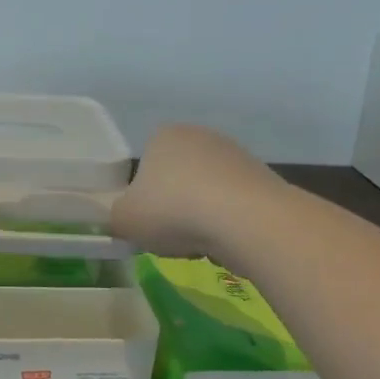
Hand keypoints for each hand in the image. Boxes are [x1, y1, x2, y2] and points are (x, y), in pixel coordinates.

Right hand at [111, 123, 284, 258]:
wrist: (247, 221)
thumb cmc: (173, 211)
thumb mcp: (124, 220)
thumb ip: (115, 217)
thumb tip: (123, 220)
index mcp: (162, 136)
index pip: (144, 166)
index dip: (142, 197)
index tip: (146, 221)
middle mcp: (200, 136)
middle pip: (177, 178)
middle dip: (173, 205)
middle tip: (170, 234)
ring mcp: (236, 155)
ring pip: (206, 193)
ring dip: (201, 216)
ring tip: (200, 242)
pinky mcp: (264, 178)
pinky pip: (234, 205)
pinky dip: (228, 223)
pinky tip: (226, 241)